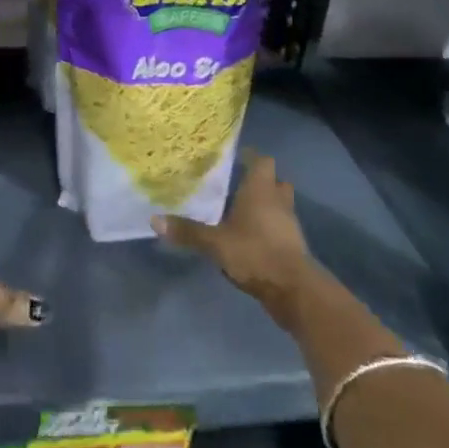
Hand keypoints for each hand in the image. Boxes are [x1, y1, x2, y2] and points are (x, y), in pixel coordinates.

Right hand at [154, 154, 317, 315]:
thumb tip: (154, 219)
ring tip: (241, 211)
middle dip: (260, 181)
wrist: (294, 290)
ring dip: (266, 205)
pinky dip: (269, 228)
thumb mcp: (215, 243)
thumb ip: (187, 231)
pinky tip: (251, 238)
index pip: (261, 160)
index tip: (234, 158)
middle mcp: (278, 200)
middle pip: (275, 181)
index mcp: (261, 189)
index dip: (250, 157)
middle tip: (236, 185)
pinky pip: (281, 227)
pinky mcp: (294, 246)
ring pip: (280, 204)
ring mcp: (290, 223)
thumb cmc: (254, 252)